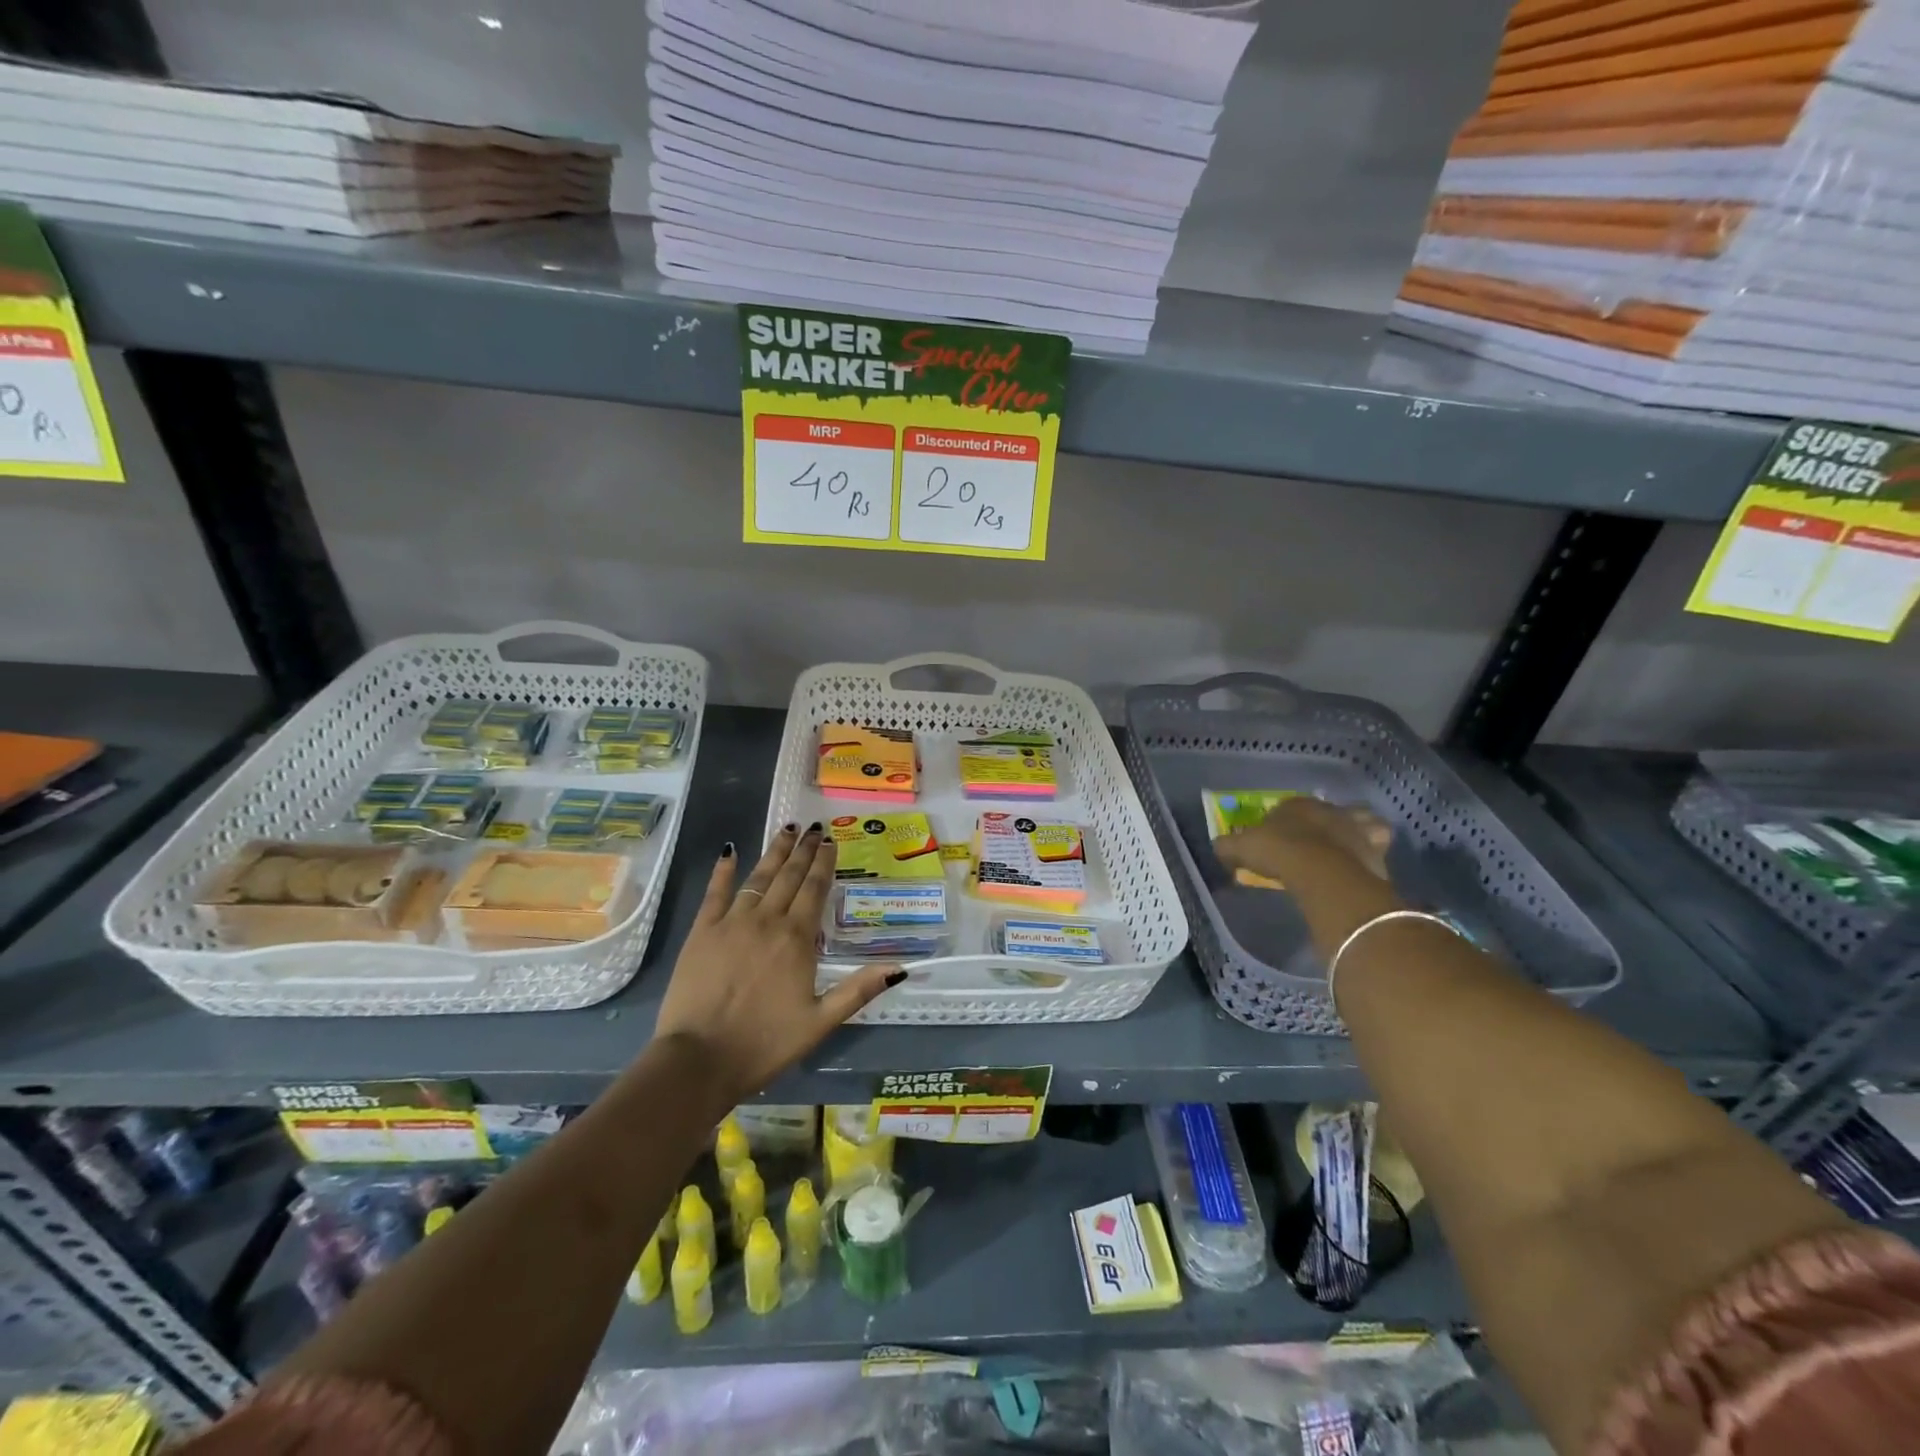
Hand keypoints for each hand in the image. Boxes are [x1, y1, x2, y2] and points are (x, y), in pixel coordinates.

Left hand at [653, 824, 901, 1105]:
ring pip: (758, 877)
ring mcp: (731, 923)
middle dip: (803, 850)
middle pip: (789, 876)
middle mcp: (767, 921)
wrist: (699, 1060)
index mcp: (797, 939)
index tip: (831, 841)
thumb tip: (900, 968)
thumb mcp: (820, 1022)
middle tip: (813, 827)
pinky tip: (730, 851)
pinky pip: (715, 892)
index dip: (824, 863)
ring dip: (774, 852)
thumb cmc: (764, 1044)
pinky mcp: (701, 932)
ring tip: (786, 829)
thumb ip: (858, 990)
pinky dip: (723, 870)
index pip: (815, 889)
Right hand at [1215, 796, 1393, 886]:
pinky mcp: (1376, 848)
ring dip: (1353, 831)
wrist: (1323, 872)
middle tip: (1311, 843)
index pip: (1287, 807)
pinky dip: (1372, 850)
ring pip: (1359, 822)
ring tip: (1344, 849)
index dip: (1281, 822)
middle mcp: (1328, 809)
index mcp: (1295, 804)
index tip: (1275, 839)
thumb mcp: (1241, 848)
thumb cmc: (1279, 852)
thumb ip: (1228, 845)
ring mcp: (1355, 826)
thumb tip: (1218, 847)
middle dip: (1320, 824)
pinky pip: (1377, 844)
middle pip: (1324, 813)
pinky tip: (1364, 862)